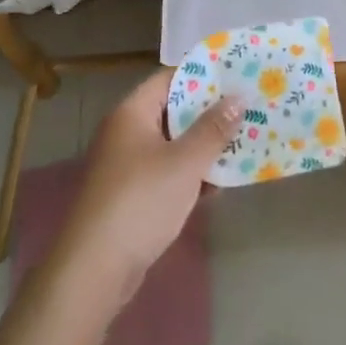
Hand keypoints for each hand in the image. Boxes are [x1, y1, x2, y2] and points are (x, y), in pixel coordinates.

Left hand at [53, 69, 241, 306]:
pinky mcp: (134, 194)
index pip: (170, 78)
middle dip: (210, 112)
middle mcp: (127, 132)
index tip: (237, 75)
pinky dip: (192, 173)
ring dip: (205, 145)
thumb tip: (238, 97)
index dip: (204, 75)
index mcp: (133, 113)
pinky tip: (222, 183)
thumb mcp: (184, 162)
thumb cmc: (141, 202)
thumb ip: (213, 129)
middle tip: (249, 108)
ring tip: (245, 142)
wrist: (96, 268)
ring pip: (174, 144)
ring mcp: (129, 165)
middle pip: (174, 110)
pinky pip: (169, 172)